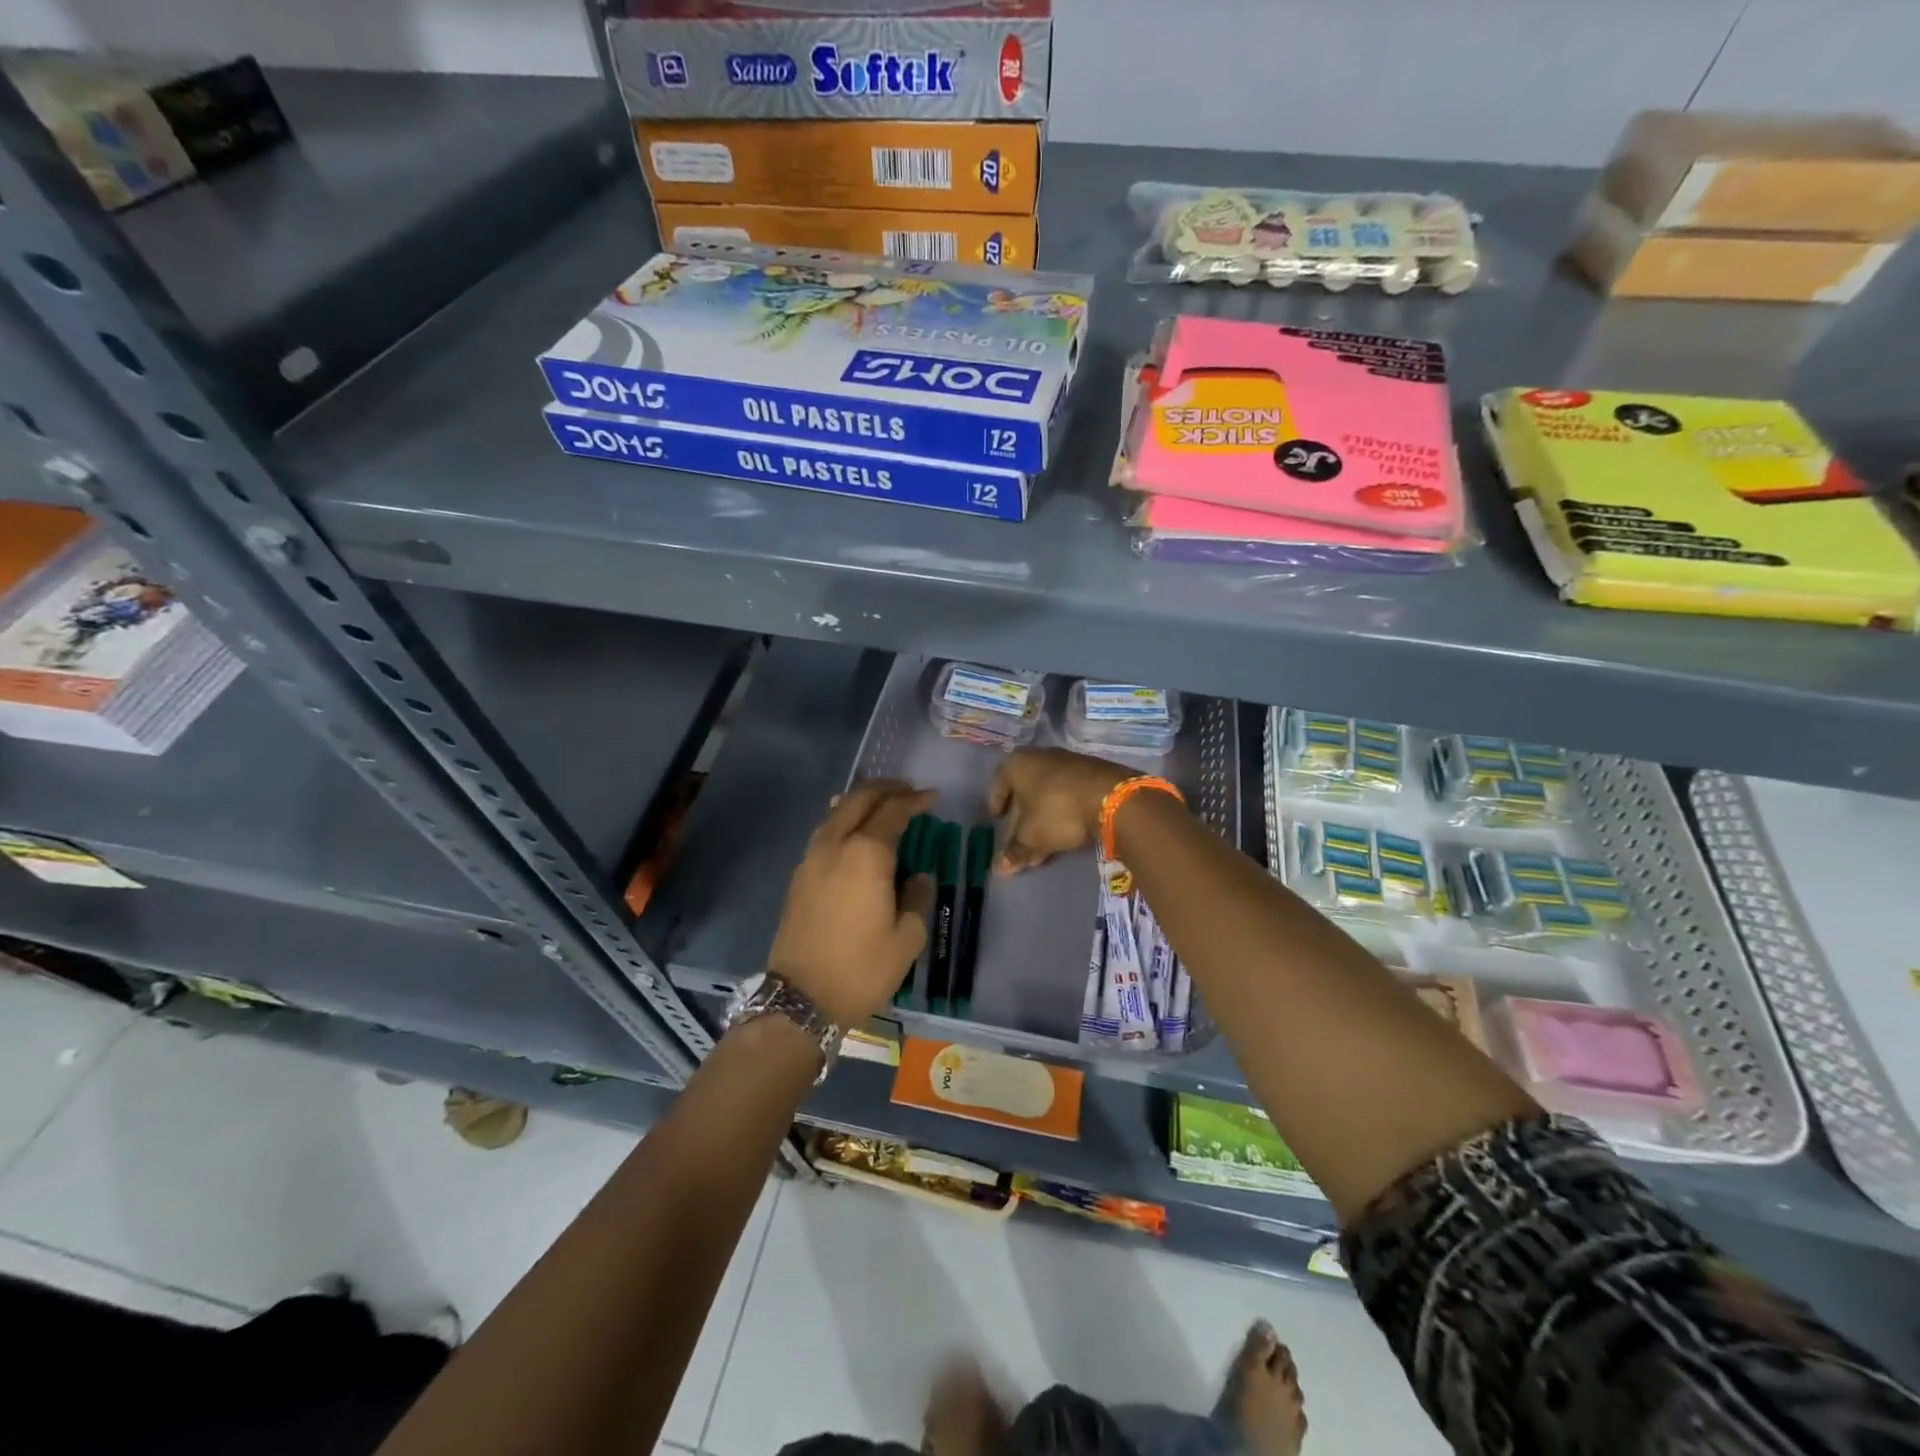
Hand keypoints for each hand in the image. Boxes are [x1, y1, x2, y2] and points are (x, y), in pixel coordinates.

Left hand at [768, 779, 934, 1027]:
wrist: (801, 998)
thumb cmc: (862, 968)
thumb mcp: (907, 938)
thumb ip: (917, 897)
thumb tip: (917, 877)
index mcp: (866, 854)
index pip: (893, 811)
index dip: (915, 800)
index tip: (933, 798)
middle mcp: (836, 844)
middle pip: (859, 799)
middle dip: (886, 789)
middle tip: (908, 791)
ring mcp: (812, 857)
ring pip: (837, 811)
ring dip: (861, 801)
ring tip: (882, 805)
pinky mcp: (799, 874)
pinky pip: (825, 831)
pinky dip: (844, 820)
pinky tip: (854, 832)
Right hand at [986, 748, 1130, 872]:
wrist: (1112, 797)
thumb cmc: (1057, 811)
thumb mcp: (1032, 836)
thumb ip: (1014, 851)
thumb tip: (998, 868)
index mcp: (1017, 764)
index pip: (998, 783)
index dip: (995, 804)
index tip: (996, 820)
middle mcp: (1040, 757)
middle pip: (1023, 792)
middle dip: (1020, 822)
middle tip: (1018, 845)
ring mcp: (1067, 763)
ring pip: (1046, 796)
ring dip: (1041, 822)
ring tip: (1041, 849)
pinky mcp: (1090, 773)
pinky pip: (1067, 795)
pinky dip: (1061, 814)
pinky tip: (1064, 835)